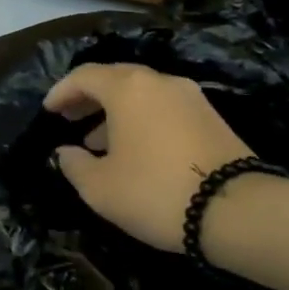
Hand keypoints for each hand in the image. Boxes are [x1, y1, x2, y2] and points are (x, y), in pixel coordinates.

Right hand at [42, 63, 252, 252]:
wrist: (240, 213)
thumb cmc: (156, 191)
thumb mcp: (99, 187)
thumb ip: (74, 164)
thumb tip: (66, 152)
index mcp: (127, 88)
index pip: (84, 76)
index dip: (61, 92)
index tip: (48, 111)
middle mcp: (159, 82)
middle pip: (115, 79)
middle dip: (89, 98)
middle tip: (70, 119)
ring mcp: (191, 98)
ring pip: (142, 94)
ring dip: (116, 111)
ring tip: (98, 141)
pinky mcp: (212, 119)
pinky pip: (164, 109)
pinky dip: (142, 120)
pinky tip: (135, 150)